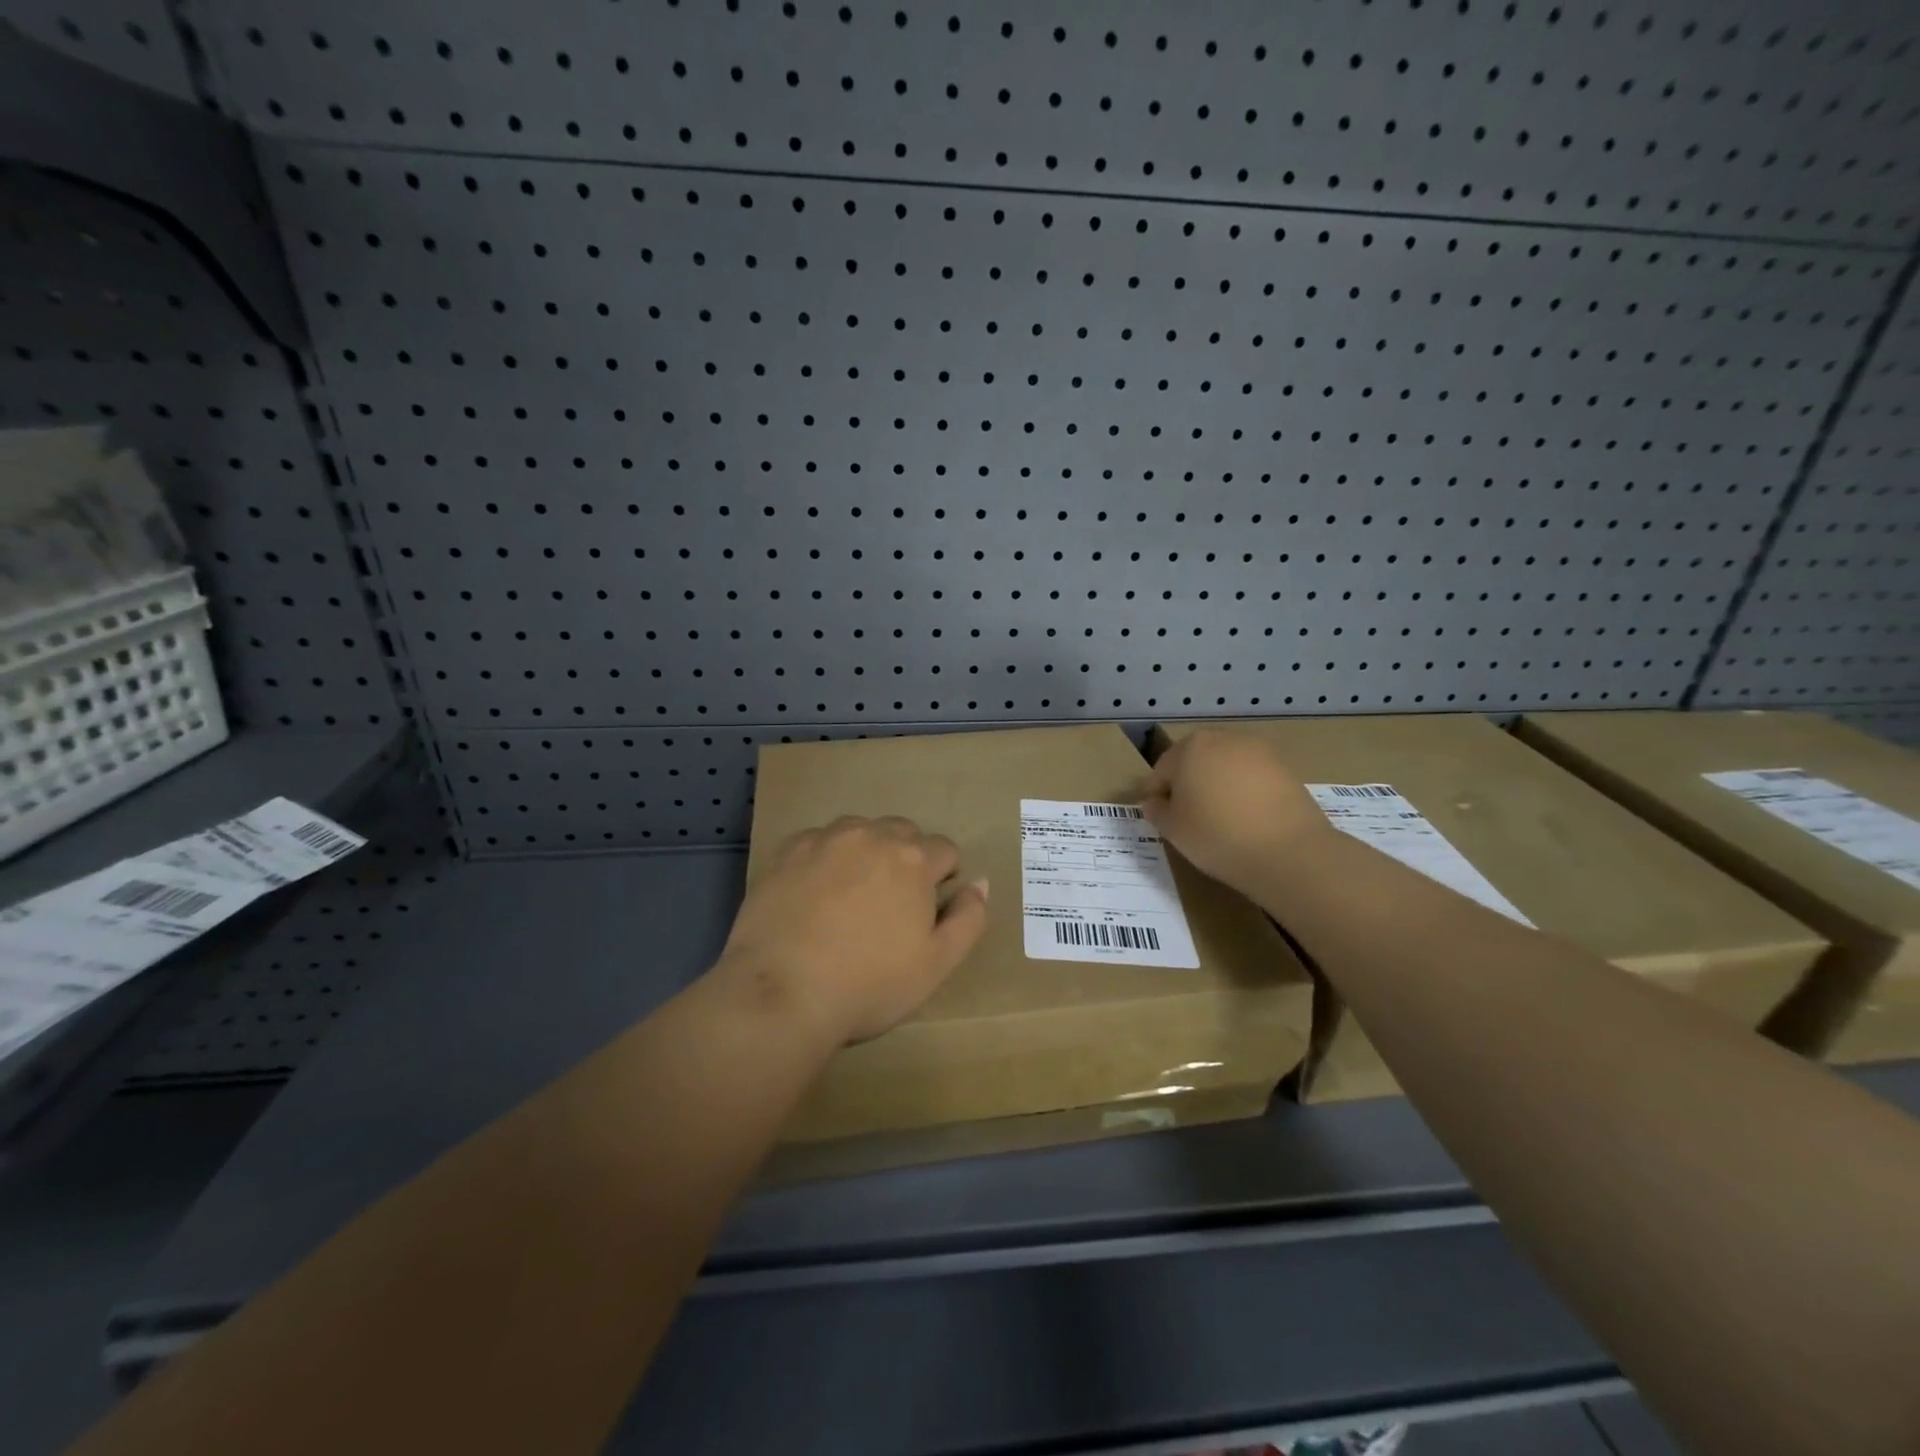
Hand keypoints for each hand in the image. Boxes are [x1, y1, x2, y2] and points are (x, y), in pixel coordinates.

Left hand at [718, 817, 989, 1044]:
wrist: (782, 994)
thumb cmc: (869, 985)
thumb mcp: (937, 964)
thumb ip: (969, 919)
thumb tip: (979, 883)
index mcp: (913, 859)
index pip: (944, 850)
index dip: (942, 878)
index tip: (926, 910)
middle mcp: (871, 835)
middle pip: (903, 832)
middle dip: (907, 858)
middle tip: (891, 903)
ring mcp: (825, 839)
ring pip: (860, 831)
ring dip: (866, 852)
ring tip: (851, 895)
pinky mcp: (787, 851)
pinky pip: (818, 841)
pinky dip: (825, 858)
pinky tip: (814, 894)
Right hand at [1143, 730, 1331, 897]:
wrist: (1288, 851)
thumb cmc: (1217, 835)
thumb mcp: (1172, 829)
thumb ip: (1156, 810)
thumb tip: (1155, 802)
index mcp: (1190, 747)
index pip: (1161, 771)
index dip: (1156, 797)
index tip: (1160, 820)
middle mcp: (1224, 739)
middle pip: (1194, 762)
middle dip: (1188, 786)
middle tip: (1189, 820)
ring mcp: (1259, 751)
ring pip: (1225, 768)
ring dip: (1217, 787)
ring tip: (1220, 821)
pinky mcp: (1285, 768)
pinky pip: (1252, 778)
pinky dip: (1244, 793)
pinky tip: (1247, 820)